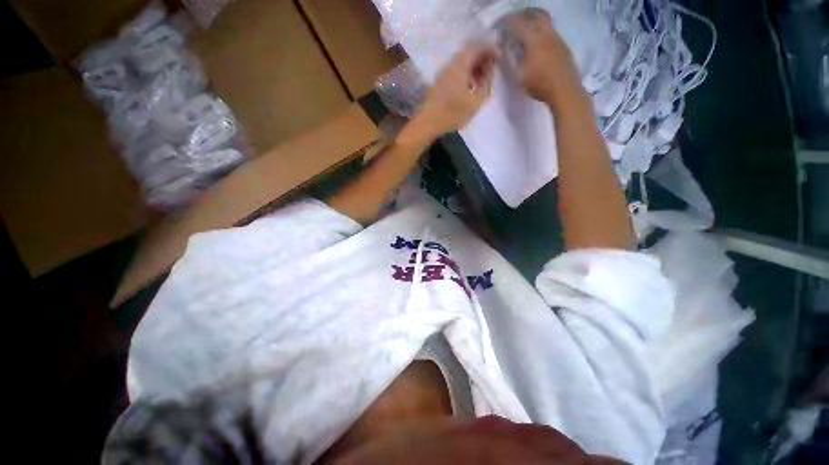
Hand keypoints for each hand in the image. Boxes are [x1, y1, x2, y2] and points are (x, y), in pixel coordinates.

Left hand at [410, 43, 497, 138]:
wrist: (428, 123)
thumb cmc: (452, 113)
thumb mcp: (475, 102)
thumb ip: (486, 85)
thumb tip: (490, 74)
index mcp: (460, 65)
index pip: (477, 47)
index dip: (490, 49)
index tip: (500, 57)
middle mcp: (451, 65)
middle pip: (469, 53)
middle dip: (483, 58)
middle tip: (493, 68)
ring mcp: (444, 73)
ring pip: (463, 63)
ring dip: (475, 67)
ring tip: (483, 79)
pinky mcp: (440, 83)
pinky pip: (457, 72)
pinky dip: (467, 74)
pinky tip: (471, 86)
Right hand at [506, 9, 580, 103]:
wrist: (565, 90)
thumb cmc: (540, 85)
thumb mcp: (520, 76)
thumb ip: (514, 61)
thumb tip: (509, 51)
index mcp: (534, 40)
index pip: (521, 24)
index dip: (512, 21)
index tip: (505, 21)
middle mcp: (547, 35)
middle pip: (539, 15)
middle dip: (529, 13)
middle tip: (521, 15)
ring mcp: (558, 40)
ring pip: (548, 24)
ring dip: (538, 23)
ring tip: (530, 31)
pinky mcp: (564, 48)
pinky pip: (553, 34)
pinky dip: (544, 34)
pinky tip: (541, 45)